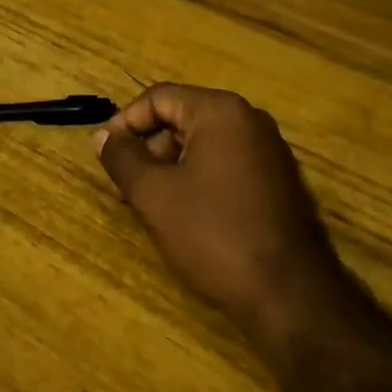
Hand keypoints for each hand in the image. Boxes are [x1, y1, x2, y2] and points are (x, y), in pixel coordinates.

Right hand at [93, 84, 350, 354]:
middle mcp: (249, 120)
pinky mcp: (278, 181)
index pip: (159, 97)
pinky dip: (198, 179)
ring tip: (151, 206)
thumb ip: (123, 159)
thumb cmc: (214, 234)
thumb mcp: (155, 195)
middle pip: (182, 117)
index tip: (104, 155)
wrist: (289, 294)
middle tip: (125, 187)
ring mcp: (269, 151)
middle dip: (148, 148)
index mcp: (221, 112)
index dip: (124, 123)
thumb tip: (102, 136)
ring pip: (203, 144)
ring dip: (170, 166)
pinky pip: (226, 164)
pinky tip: (185, 215)